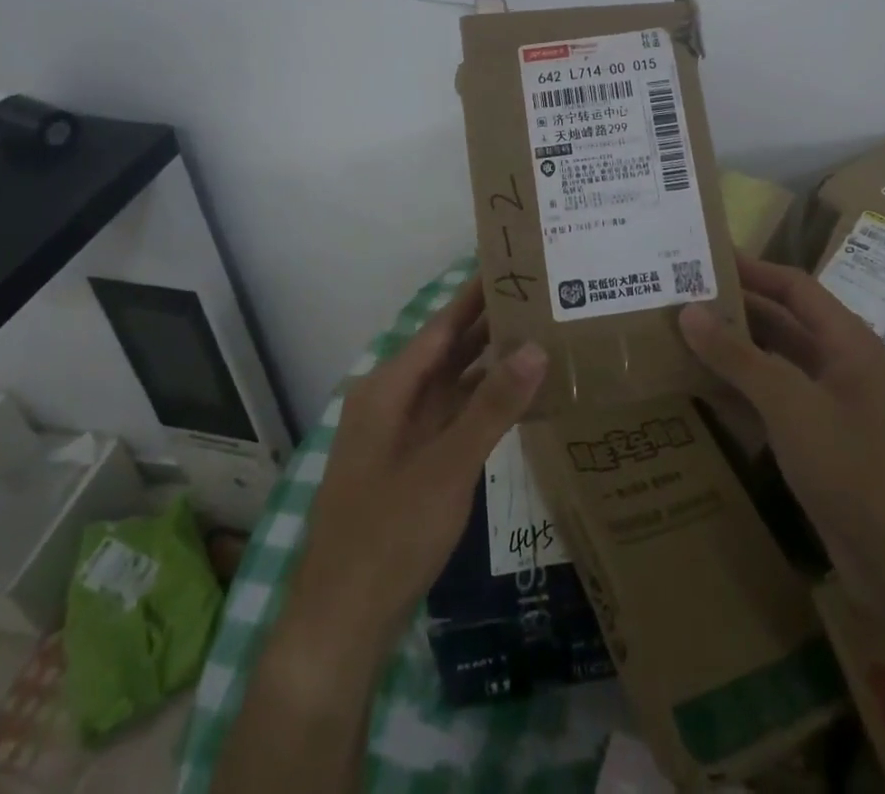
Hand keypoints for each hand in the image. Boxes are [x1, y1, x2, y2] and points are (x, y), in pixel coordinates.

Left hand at [285, 278, 548, 653]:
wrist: (341, 622)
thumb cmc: (389, 533)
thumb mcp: (448, 466)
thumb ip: (493, 406)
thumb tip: (536, 346)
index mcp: (390, 387)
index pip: (442, 324)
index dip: (476, 292)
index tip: (512, 262)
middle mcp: (393, 400)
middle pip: (448, 350)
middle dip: (491, 324)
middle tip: (543, 295)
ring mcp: (401, 433)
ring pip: (453, 384)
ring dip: (491, 364)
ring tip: (542, 336)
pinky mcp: (412, 463)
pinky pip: (453, 417)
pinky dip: (484, 404)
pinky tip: (520, 398)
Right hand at [679, 255, 884, 595]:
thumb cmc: (852, 464)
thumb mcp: (789, 402)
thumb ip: (737, 356)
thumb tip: (688, 311)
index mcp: (846, 341)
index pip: (795, 287)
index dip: (754, 269)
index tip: (707, 260)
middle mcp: (839, 366)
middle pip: (782, 323)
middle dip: (736, 311)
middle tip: (682, 300)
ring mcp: (829, 407)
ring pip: (774, 365)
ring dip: (734, 353)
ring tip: (681, 339)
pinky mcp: (817, 445)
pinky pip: (772, 404)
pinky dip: (740, 393)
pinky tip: (702, 392)